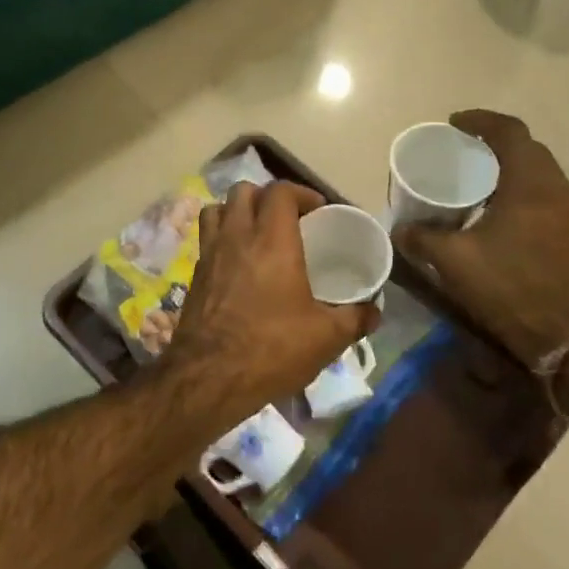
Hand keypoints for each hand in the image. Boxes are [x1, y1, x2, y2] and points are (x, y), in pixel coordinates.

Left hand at [164, 181, 380, 415]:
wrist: (210, 377)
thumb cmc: (272, 348)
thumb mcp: (326, 337)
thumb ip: (355, 319)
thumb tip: (374, 311)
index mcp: (272, 240)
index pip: (280, 191)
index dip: (300, 192)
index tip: (317, 210)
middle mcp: (237, 236)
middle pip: (244, 191)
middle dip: (266, 196)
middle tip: (287, 219)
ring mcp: (210, 254)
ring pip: (217, 209)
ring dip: (237, 212)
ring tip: (256, 232)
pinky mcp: (194, 275)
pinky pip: (206, 239)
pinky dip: (221, 239)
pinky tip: (237, 264)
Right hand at [392, 111, 568, 365]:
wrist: (567, 340)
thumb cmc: (510, 289)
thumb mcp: (454, 261)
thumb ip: (422, 238)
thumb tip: (400, 229)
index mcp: (532, 185)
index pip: (510, 132)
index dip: (481, 121)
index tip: (453, 123)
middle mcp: (559, 191)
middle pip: (528, 149)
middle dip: (494, 142)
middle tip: (461, 150)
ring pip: (540, 173)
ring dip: (509, 167)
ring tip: (475, 179)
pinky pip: (545, 195)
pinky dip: (520, 190)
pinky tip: (496, 212)